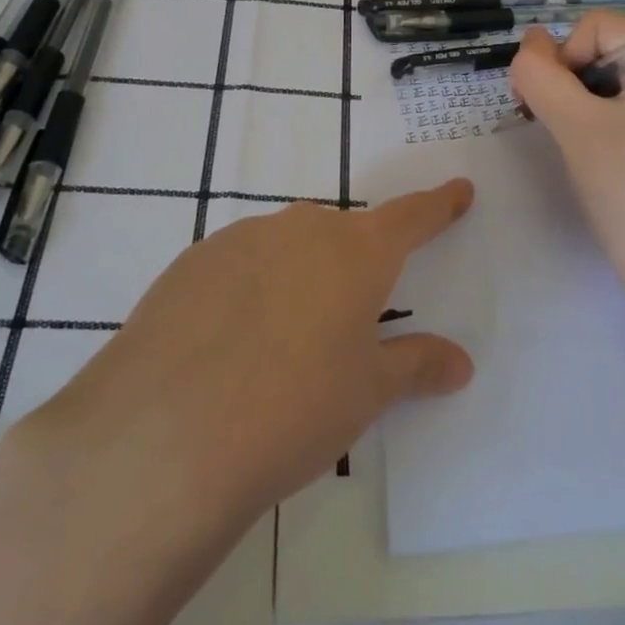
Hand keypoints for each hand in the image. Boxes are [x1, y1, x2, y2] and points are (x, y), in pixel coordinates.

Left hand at [12, 182, 475, 532]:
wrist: (165, 434)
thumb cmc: (294, 408)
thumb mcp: (366, 393)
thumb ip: (416, 366)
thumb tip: (459, 362)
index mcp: (356, 251)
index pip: (411, 217)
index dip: (438, 205)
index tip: (457, 190)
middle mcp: (301, 228)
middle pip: (342, 234)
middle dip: (355, 263)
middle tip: (351, 314)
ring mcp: (240, 239)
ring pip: (287, 246)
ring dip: (298, 276)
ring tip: (284, 340)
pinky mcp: (191, 262)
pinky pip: (239, 264)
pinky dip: (250, 289)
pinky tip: (230, 342)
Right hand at [511, 14, 624, 321]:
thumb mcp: (574, 125)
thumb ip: (540, 75)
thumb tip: (527, 42)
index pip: (596, 27)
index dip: (562, 59)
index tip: (549, 108)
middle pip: (604, 49)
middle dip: (568, 81)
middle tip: (550, 125)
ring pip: (610, 79)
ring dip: (578, 102)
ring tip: (571, 143)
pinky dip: (598, 119)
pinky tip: (591, 153)